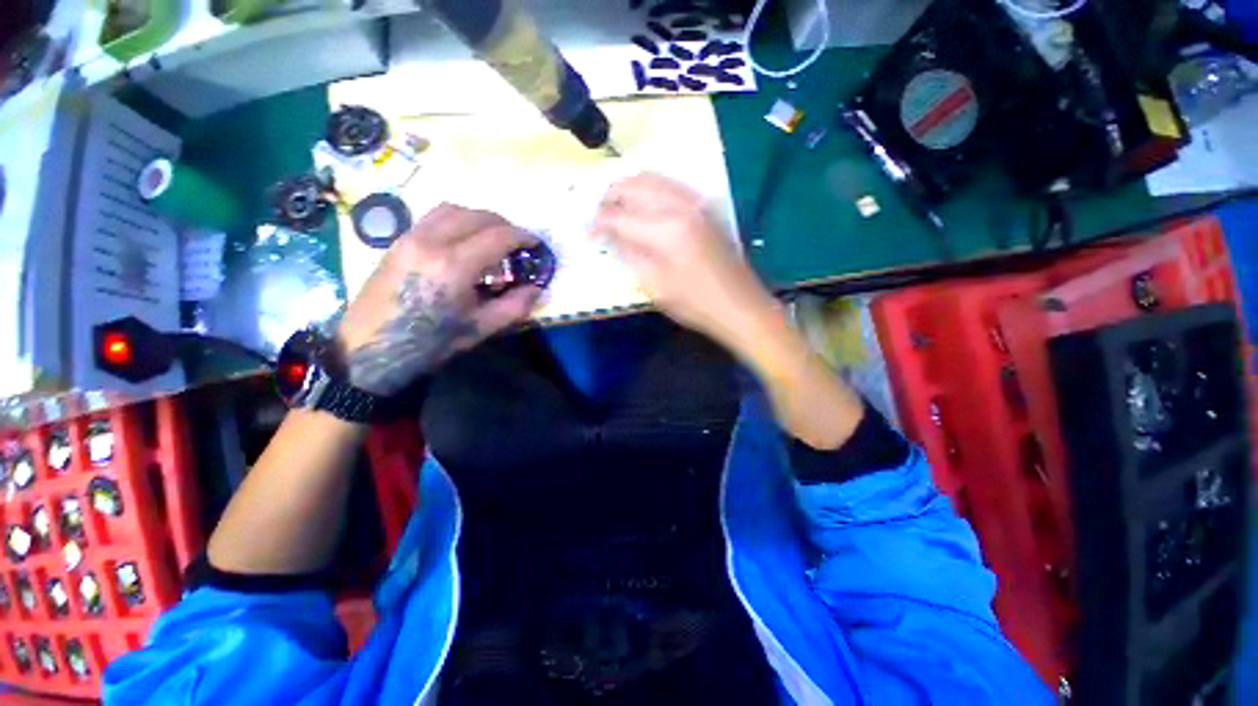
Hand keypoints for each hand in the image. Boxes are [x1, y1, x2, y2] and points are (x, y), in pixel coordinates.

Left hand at [337, 204, 540, 396]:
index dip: (523, 237)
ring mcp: (410, 237)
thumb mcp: (480, 329)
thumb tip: (537, 288)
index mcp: (454, 266)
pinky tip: (463, 241)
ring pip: (453, 209)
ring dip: (479, 218)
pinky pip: (433, 217)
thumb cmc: (430, 342)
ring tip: (491, 238)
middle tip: (518, 243)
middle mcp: (432, 241)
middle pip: (477, 215)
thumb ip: (515, 306)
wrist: (371, 349)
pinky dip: (457, 220)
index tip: (536, 246)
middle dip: (505, 225)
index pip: (498, 236)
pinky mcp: (398, 241)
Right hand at [592, 174, 775, 346]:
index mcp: (665, 230)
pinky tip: (644, 201)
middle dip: (610, 196)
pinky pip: (670, 184)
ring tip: (615, 204)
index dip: (598, 223)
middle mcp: (679, 206)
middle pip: (634, 186)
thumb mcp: (655, 287)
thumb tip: (611, 236)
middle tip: (598, 214)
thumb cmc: (695, 303)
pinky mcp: (705, 207)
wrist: (739, 304)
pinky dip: (650, 186)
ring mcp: (695, 203)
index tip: (587, 232)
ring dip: (629, 187)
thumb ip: (630, 255)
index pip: (619, 216)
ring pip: (653, 178)